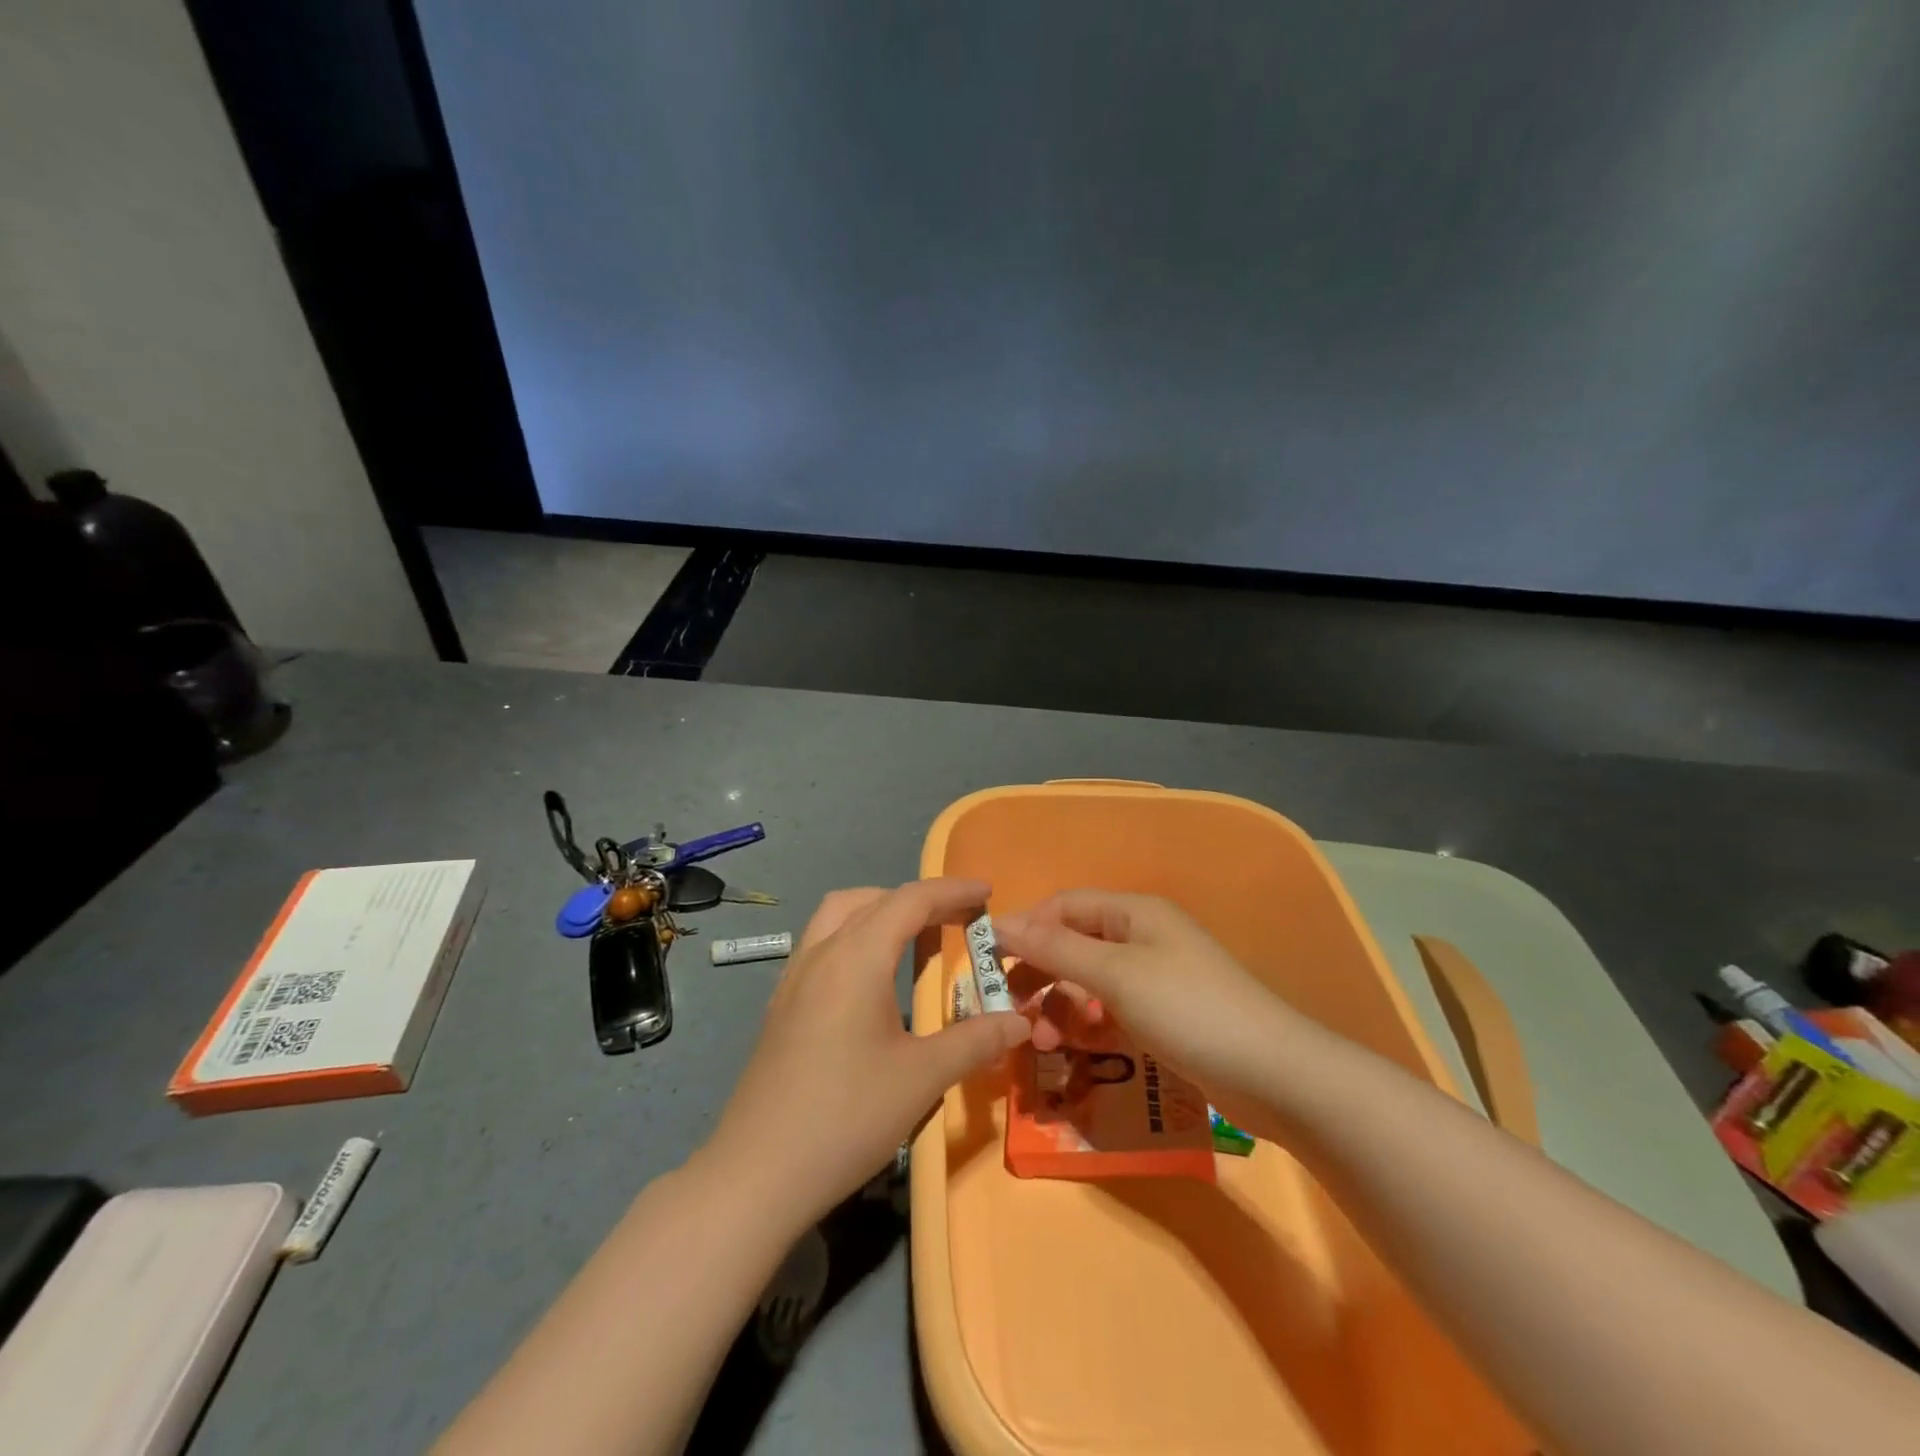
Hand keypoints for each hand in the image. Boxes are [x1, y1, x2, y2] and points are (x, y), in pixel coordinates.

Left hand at [700, 879, 1029, 1226]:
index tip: (987, 892)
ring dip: (881, 910)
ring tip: (915, 936)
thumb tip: (1019, 1021)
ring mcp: (795, 977)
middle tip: (958, 919)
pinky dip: (855, 935)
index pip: (910, 901)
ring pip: (839, 915)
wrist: (757, 1173)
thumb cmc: (846, 1116)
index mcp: (857, 958)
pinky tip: (871, 976)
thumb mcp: (922, 1078)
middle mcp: (822, 953)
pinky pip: (822, 943)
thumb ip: (975, 1041)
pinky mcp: (781, 1004)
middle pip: (873, 900)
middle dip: (920, 899)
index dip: (952, 891)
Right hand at [994, 890, 1304, 1105]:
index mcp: (1132, 912)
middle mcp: (1140, 937)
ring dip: (1060, 1008)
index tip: (988, 964)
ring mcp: (1153, 978)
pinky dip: (1089, 1027)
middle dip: (1039, 976)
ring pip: (1088, 984)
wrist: (1274, 1074)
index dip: (1025, 929)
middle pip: (1072, 946)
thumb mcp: (1115, 975)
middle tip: (1011, 1014)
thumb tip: (1000, 923)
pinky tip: (1079, 1051)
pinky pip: (1110, 1012)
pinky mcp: (1163, 1016)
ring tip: (1043, 1044)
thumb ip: (1056, 949)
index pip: (1063, 907)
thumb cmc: (1189, 1009)